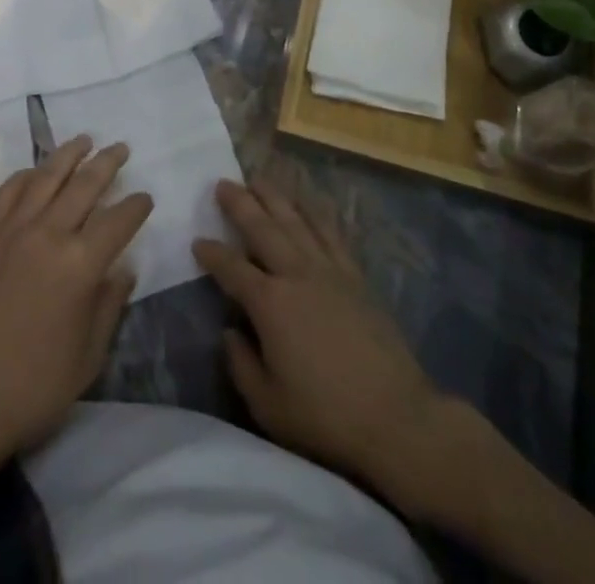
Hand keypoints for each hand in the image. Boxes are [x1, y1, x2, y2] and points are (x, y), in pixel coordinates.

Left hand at [0, 136, 152, 465]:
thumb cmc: (35, 387)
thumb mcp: (89, 355)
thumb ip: (110, 304)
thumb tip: (123, 268)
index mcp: (80, 266)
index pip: (118, 220)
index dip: (136, 206)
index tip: (145, 198)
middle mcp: (48, 235)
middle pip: (84, 185)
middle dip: (108, 163)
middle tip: (121, 148)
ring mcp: (12, 231)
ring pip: (46, 177)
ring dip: (68, 154)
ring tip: (84, 139)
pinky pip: (8, 192)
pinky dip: (26, 175)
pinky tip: (36, 171)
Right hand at [193, 177, 449, 493]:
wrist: (396, 416)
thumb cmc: (325, 416)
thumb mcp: (268, 405)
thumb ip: (241, 364)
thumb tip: (229, 332)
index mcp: (270, 304)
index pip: (232, 268)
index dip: (212, 253)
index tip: (198, 242)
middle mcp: (296, 274)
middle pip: (262, 228)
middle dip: (240, 203)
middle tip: (222, 182)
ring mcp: (328, 270)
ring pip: (295, 221)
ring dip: (274, 197)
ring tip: (258, 179)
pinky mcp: (355, 275)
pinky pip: (331, 232)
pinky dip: (316, 212)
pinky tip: (307, 202)